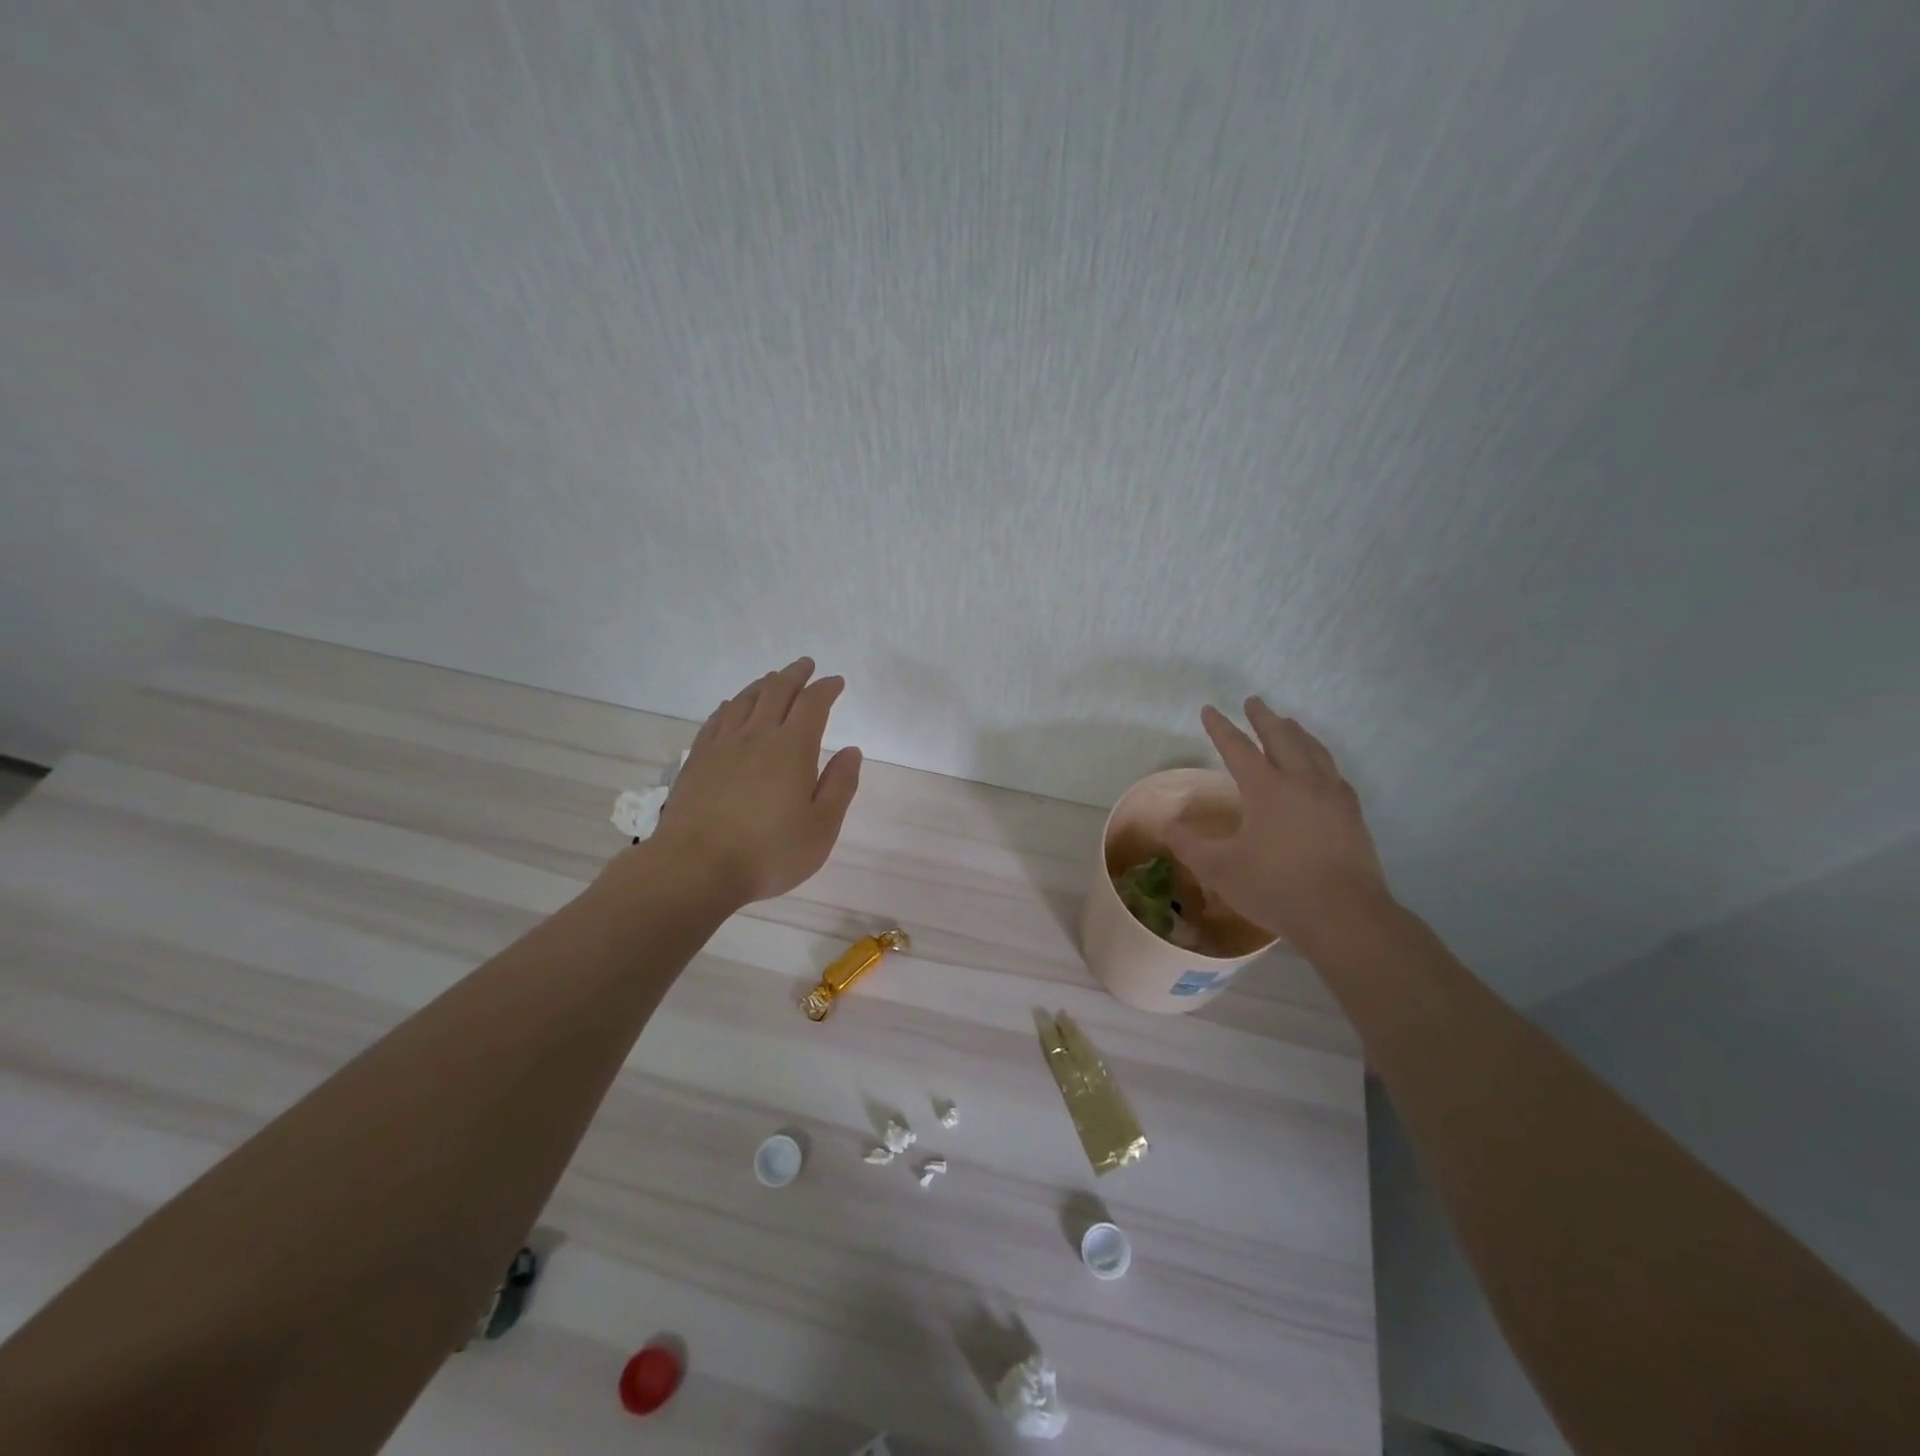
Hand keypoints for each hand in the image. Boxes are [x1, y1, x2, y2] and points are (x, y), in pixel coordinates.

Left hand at [646, 658, 862, 906]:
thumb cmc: (769, 852)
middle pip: (777, 691)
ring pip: (745, 699)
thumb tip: (851, 751)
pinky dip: (731, 705)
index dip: (826, 688)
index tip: (836, 681)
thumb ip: (840, 785)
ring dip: (764, 684)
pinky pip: (717, 719)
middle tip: (806, 665)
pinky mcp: (697, 759)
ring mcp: (723, 745)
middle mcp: (757, 736)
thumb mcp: (821, 827)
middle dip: (795, 674)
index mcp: (792, 748)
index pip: (813, 704)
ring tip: (773, 679)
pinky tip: (732, 705)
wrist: (696, 867)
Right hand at [1162, 699, 1391, 953]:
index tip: (1209, 710)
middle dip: (1264, 718)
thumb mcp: (1219, 869)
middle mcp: (1301, 781)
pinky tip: (1320, 767)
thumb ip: (1188, 844)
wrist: (1344, 916)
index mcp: (1266, 788)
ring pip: (1313, 750)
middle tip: (1253, 702)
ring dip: (1295, 732)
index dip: (1221, 728)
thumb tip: (1166, 825)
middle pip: (1281, 738)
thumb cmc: (1276, 888)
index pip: (1238, 748)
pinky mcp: (1352, 814)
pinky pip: (1333, 772)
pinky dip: (1320, 757)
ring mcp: (1332, 795)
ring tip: (1288, 723)